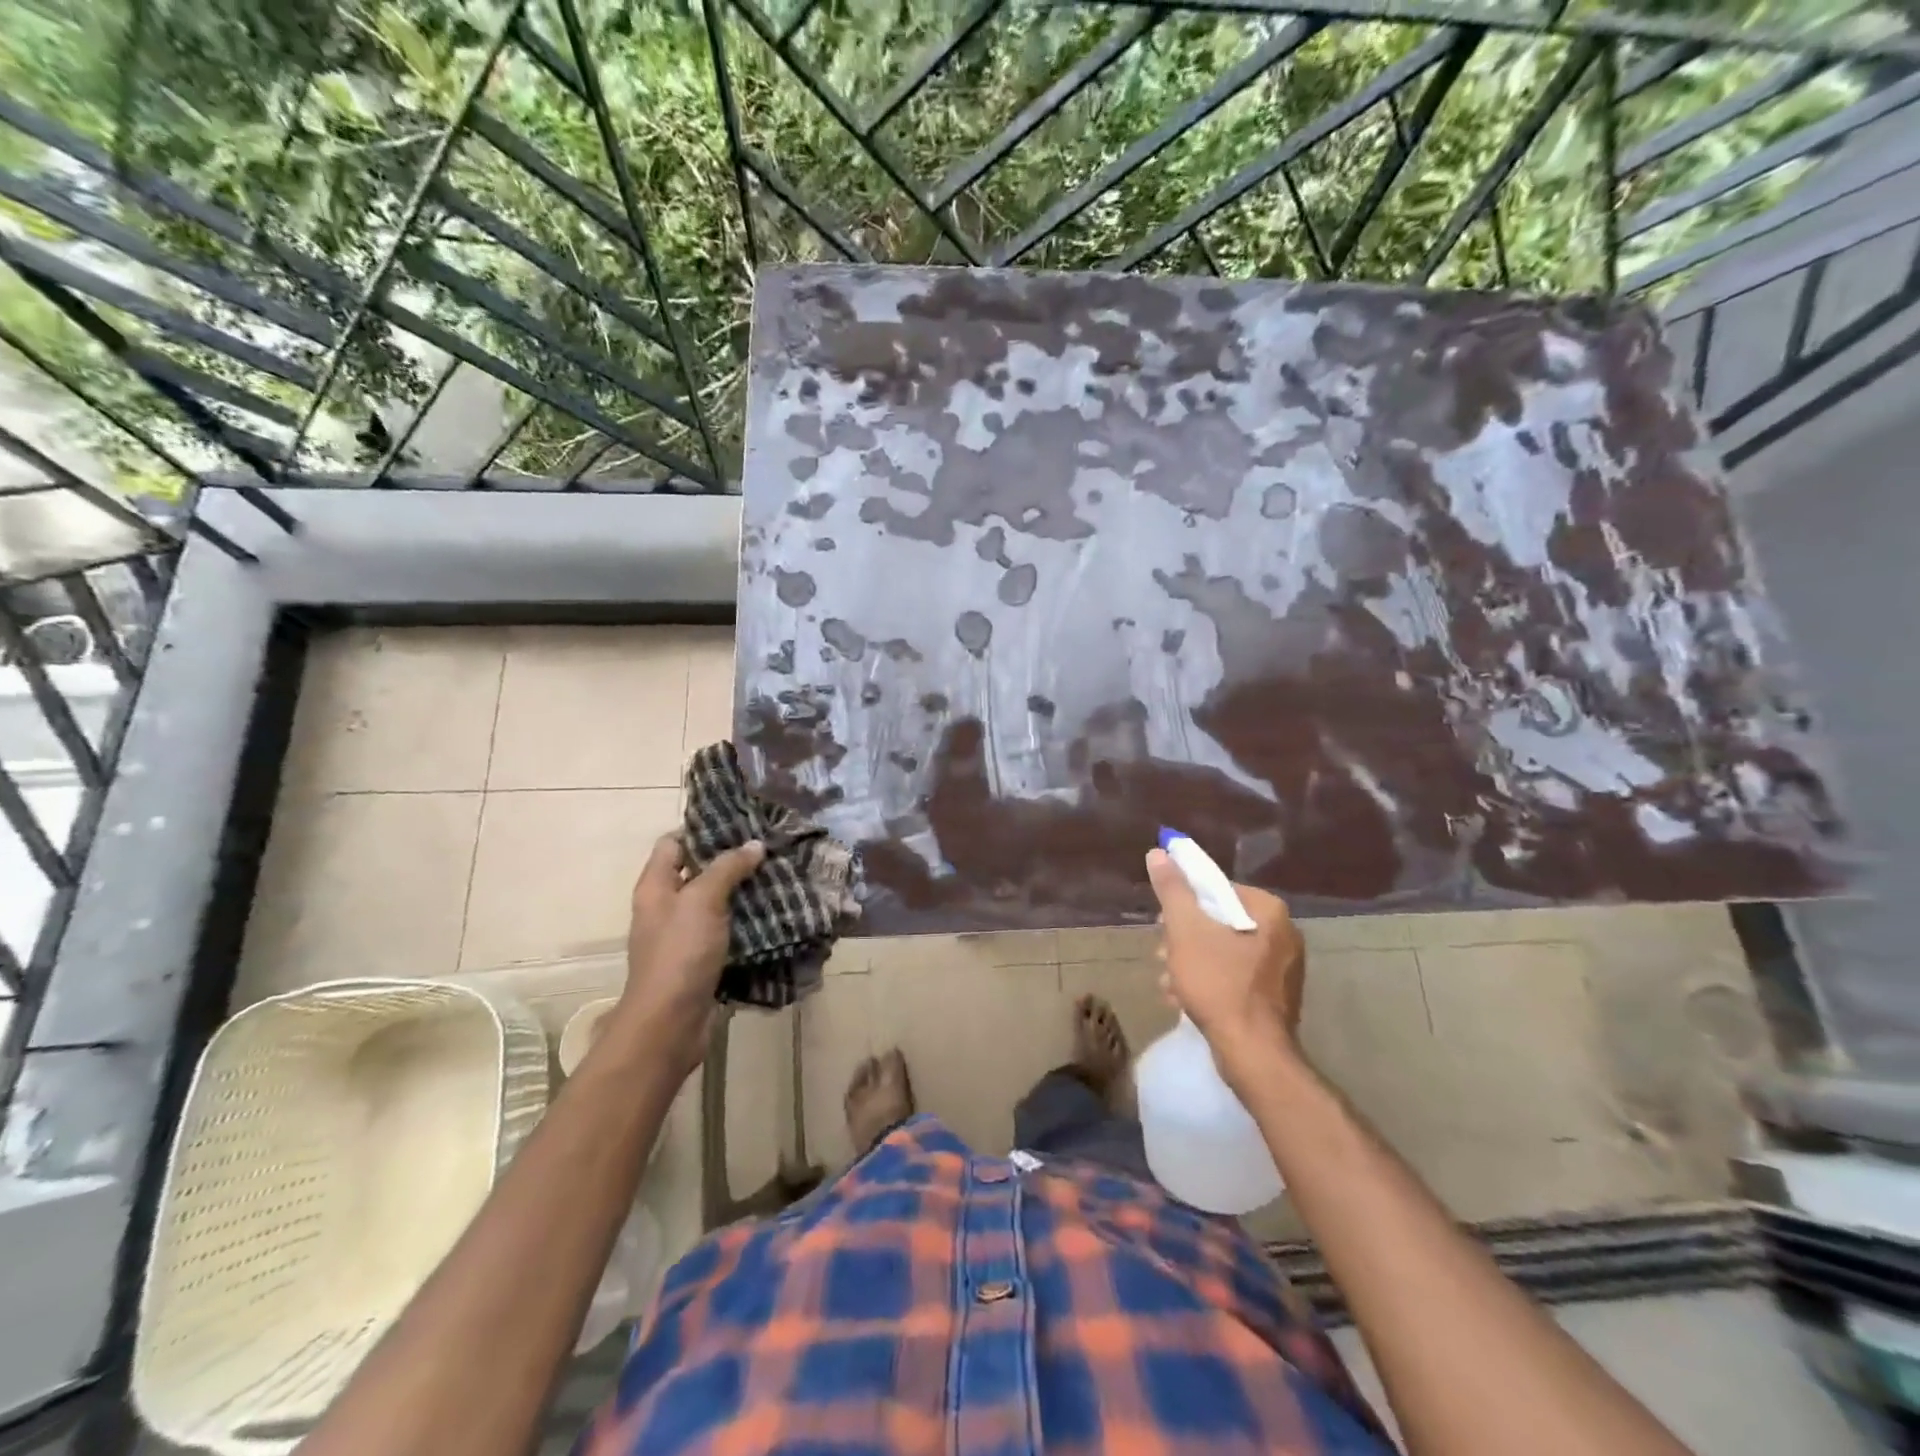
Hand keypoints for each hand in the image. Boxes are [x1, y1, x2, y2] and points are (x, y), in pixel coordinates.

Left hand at [616, 832, 765, 1062]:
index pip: (673, 843)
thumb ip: (727, 868)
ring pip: (714, 902)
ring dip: (741, 891)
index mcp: (655, 887)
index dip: (701, 830)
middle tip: (768, 848)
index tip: (740, 823)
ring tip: (778, 876)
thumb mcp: (703, 900)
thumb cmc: (679, 953)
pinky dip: (744, 921)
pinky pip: (724, 931)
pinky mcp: (700, 960)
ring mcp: (682, 936)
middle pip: (696, 871)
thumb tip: (754, 845)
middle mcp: (665, 907)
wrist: (669, 1023)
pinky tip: (773, 914)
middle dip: (730, 860)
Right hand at [1146, 847, 1305, 1082]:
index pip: (1218, 888)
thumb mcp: (1186, 931)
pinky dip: (1210, 980)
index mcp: (1268, 910)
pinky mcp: (1277, 996)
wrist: (1253, 1053)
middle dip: (1185, 936)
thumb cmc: (1219, 984)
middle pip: (1220, 920)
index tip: (1163, 923)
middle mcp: (1284, 933)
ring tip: (1167, 981)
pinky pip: (1236, 975)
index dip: (1184, 902)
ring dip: (1191, 961)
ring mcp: (1284, 968)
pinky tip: (1184, 998)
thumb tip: (1158, 852)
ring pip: (1225, 949)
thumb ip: (1172, 890)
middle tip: (1162, 954)